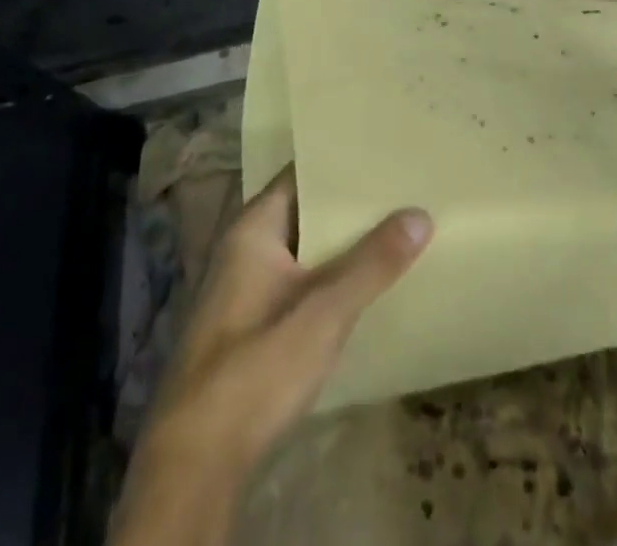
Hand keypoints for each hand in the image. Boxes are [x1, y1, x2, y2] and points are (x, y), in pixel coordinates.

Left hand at [135, 168, 431, 479]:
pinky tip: (365, 284)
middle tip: (402, 189)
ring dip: (342, 245)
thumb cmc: (257, 365)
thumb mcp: (324, 310)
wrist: (196, 462)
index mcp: (254, 228)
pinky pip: (300, 282)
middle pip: (306, 212)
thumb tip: (421, 213)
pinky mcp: (252, 327)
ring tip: (396, 229)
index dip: (341, 164)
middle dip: (350, 207)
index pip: (302, 174)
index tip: (384, 154)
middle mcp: (246, 249)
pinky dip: (330, 276)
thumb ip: (373, 262)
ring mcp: (246, 290)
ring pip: (305, 250)